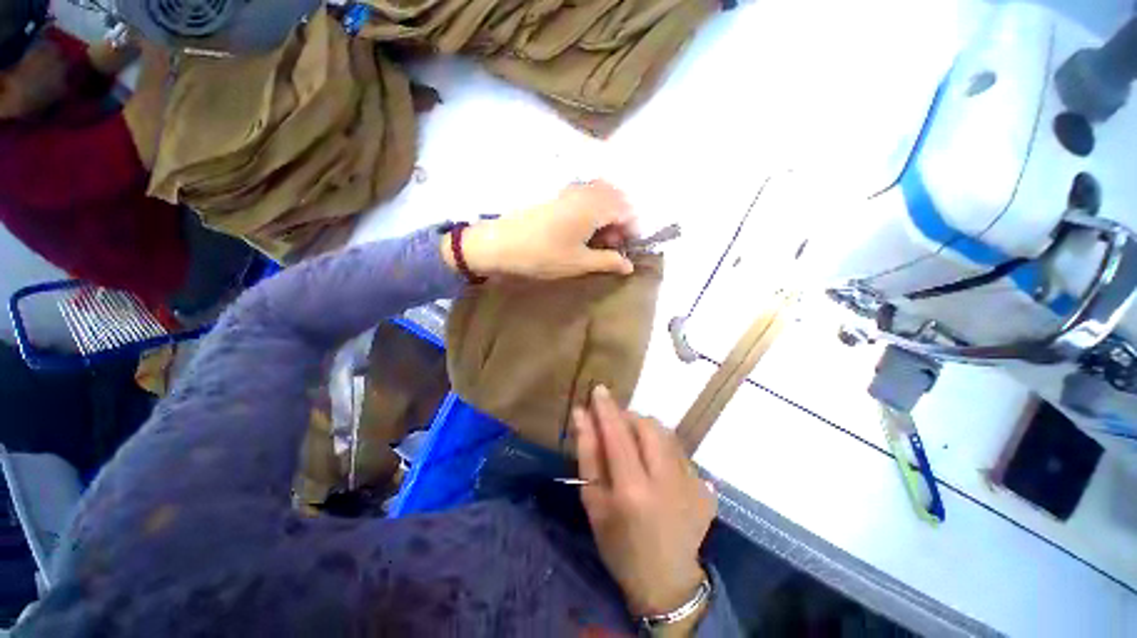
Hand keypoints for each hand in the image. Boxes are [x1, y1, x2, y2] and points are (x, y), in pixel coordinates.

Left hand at [441, 180, 635, 280]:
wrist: (500, 244)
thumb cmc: (543, 256)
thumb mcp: (580, 263)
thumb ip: (608, 261)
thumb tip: (629, 265)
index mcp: (594, 206)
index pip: (626, 210)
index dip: (631, 230)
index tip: (626, 249)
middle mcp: (585, 191)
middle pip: (615, 198)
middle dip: (620, 220)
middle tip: (612, 245)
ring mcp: (569, 190)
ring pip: (600, 196)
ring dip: (606, 215)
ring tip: (597, 240)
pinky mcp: (556, 195)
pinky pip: (584, 197)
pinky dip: (592, 211)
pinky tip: (582, 231)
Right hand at [574, 385, 716, 619]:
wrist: (666, 581)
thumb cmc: (619, 544)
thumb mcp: (594, 502)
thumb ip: (588, 454)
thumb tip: (582, 414)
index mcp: (634, 490)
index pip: (618, 434)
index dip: (607, 408)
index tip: (599, 389)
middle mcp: (668, 482)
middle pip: (649, 426)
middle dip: (629, 417)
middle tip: (615, 427)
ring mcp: (693, 484)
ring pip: (666, 434)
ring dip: (646, 430)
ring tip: (634, 446)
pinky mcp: (706, 487)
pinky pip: (679, 450)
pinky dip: (662, 447)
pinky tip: (655, 466)